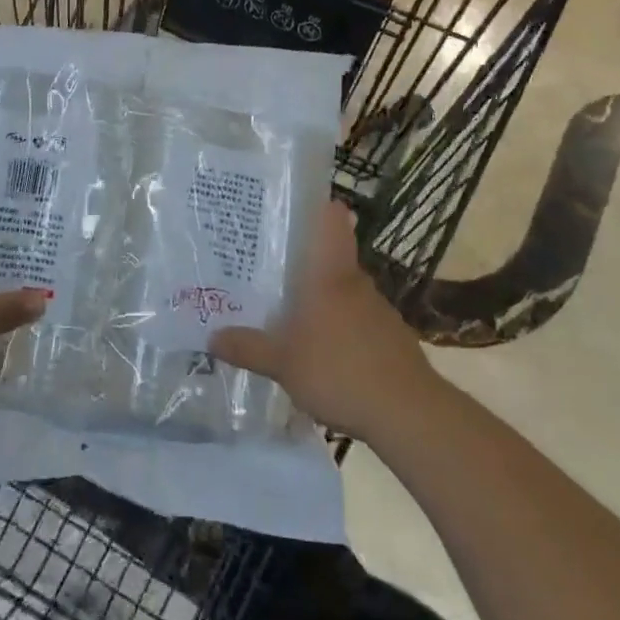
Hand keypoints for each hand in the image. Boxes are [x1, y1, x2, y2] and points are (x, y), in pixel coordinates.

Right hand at [209, 199, 438, 441]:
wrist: (408, 413)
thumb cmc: (339, 370)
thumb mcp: (282, 363)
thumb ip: (248, 347)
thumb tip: (211, 336)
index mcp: (329, 274)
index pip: (332, 220)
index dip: (319, 206)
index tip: (296, 206)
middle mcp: (356, 282)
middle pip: (333, 258)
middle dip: (307, 264)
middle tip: (275, 272)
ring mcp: (379, 310)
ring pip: (346, 293)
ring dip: (326, 301)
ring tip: (296, 318)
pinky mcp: (393, 338)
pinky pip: (361, 323)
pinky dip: (345, 331)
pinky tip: (329, 355)